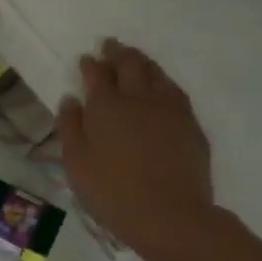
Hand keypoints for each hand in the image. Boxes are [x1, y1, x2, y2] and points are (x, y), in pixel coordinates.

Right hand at [58, 40, 213, 260]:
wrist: (170, 215)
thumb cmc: (112, 192)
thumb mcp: (76, 164)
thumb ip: (70, 127)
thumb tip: (71, 99)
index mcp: (106, 106)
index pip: (97, 75)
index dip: (90, 64)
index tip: (87, 58)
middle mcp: (139, 98)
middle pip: (129, 65)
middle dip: (117, 52)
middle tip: (110, 45)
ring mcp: (169, 109)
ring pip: (156, 73)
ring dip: (143, 62)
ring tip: (135, 58)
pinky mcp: (190, 124)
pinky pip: (175, 91)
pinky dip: (163, 81)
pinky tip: (161, 86)